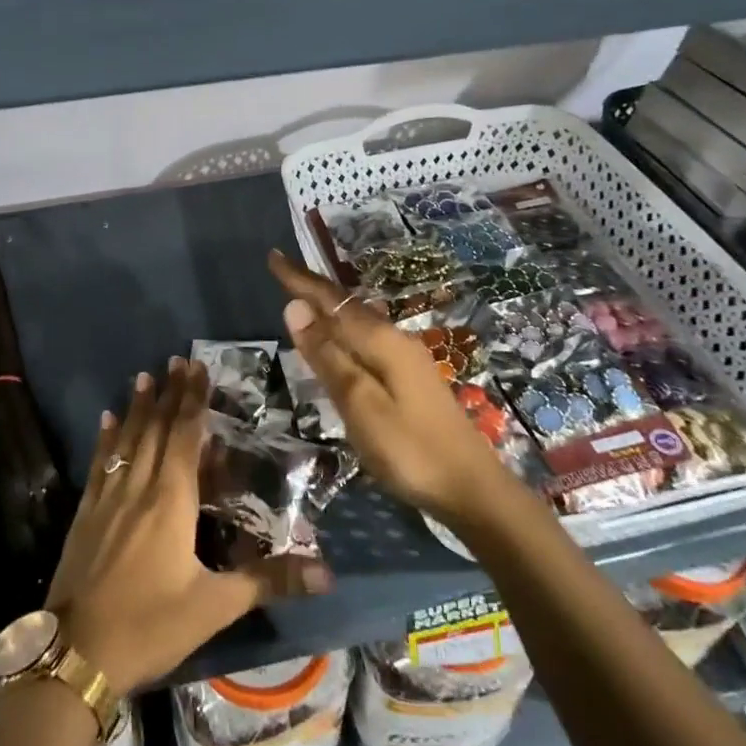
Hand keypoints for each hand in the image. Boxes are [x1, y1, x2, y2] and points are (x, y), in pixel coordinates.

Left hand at [44, 358, 330, 694]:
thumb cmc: (150, 626)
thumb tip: (327, 572)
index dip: (193, 400)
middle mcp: (138, 487)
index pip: (185, 436)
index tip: (197, 367)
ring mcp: (107, 499)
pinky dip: (105, 439)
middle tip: (175, 360)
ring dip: (136, 407)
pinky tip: (105, 421)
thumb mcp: (214, 607)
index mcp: (171, 501)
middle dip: (168, 393)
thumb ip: (268, 581)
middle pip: (155, 429)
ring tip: (143, 376)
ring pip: (126, 440)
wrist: (75, 655)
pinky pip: (100, 464)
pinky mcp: (85, 515)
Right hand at [268, 251, 504, 525]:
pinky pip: (367, 339)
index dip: (300, 280)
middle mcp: (394, 339)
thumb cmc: (409, 450)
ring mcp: (406, 358)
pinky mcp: (410, 378)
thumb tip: (295, 307)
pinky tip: (338, 341)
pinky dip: (343, 330)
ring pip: (358, 322)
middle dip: (313, 289)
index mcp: (381, 341)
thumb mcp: (359, 404)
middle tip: (282, 273)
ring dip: (329, 308)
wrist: (471, 488)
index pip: (331, 300)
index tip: (273, 256)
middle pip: (346, 305)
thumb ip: (327, 356)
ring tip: (302, 300)